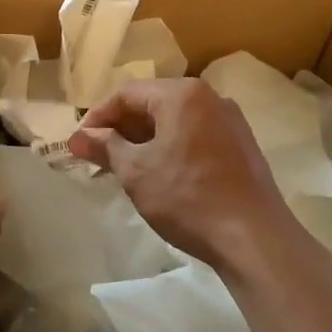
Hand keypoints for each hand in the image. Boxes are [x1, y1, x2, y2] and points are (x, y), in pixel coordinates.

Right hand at [70, 78, 291, 267]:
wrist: (254, 238)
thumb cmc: (187, 197)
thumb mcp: (136, 171)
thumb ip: (105, 147)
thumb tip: (77, 138)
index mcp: (182, 94)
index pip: (126, 93)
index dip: (97, 117)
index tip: (79, 143)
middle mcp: (209, 98)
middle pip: (152, 103)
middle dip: (120, 129)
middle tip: (97, 156)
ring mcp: (230, 121)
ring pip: (174, 121)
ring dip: (144, 140)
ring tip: (123, 168)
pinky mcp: (241, 146)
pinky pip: (194, 135)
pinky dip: (170, 147)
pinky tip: (158, 175)